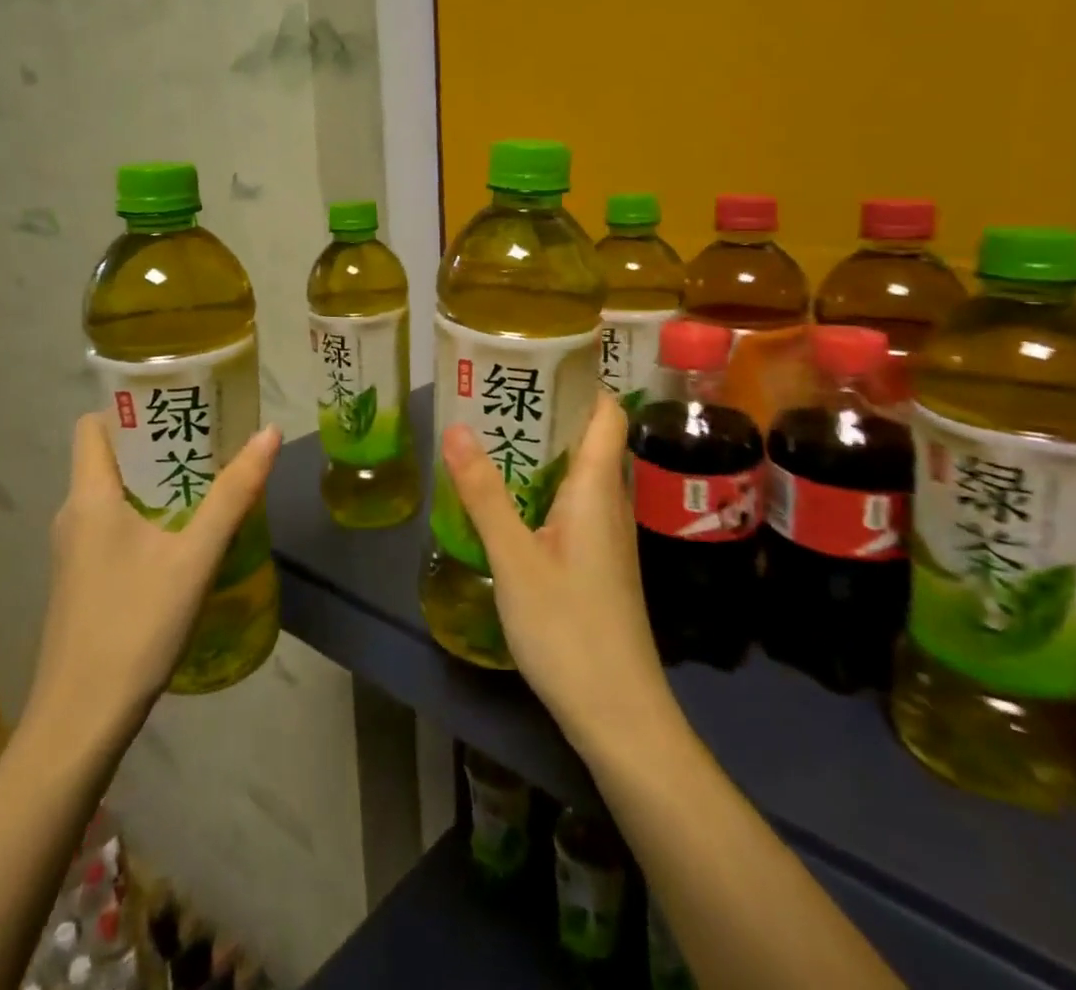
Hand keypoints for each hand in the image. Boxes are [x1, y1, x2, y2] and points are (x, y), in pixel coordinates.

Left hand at [23, 412, 281, 741]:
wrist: (80, 722)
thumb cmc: (134, 624)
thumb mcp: (194, 556)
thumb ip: (233, 494)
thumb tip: (268, 433)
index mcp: (89, 496)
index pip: (94, 424)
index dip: (130, 407)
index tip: (179, 405)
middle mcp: (73, 515)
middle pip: (110, 457)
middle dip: (158, 444)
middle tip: (211, 440)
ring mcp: (74, 552)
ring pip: (115, 495)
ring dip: (157, 483)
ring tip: (208, 482)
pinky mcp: (82, 582)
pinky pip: (114, 527)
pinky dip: (148, 516)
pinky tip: (185, 539)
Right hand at [441, 394, 674, 753]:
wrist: (619, 715)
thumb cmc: (569, 629)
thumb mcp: (514, 559)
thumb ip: (484, 494)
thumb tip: (456, 428)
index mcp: (596, 488)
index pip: (606, 413)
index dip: (581, 381)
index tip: (537, 360)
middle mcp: (609, 503)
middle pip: (590, 438)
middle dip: (548, 411)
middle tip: (496, 392)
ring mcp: (606, 535)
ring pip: (579, 473)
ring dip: (543, 450)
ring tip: (492, 434)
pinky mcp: (598, 562)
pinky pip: (573, 504)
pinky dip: (544, 487)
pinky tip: (508, 498)